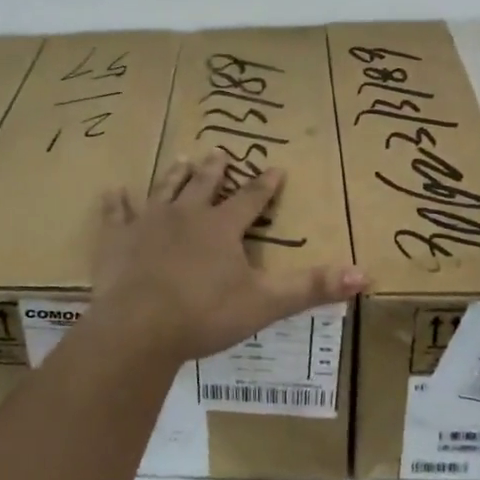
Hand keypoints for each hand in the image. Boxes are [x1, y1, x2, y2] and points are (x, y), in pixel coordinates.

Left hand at [90, 152, 368, 361]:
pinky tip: (113, 191)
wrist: (140, 327)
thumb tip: (365, 274)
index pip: (250, 199)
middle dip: (214, 169)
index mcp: (221, 228)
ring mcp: (148, 223)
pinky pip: (116, 214)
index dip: (265, 184)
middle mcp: (186, 215)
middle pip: (203, 185)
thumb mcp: (265, 303)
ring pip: (163, 190)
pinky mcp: (117, 239)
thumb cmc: (205, 314)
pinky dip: (116, 203)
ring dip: (172, 175)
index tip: (276, 166)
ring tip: (178, 157)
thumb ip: (312, 287)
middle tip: (218, 152)